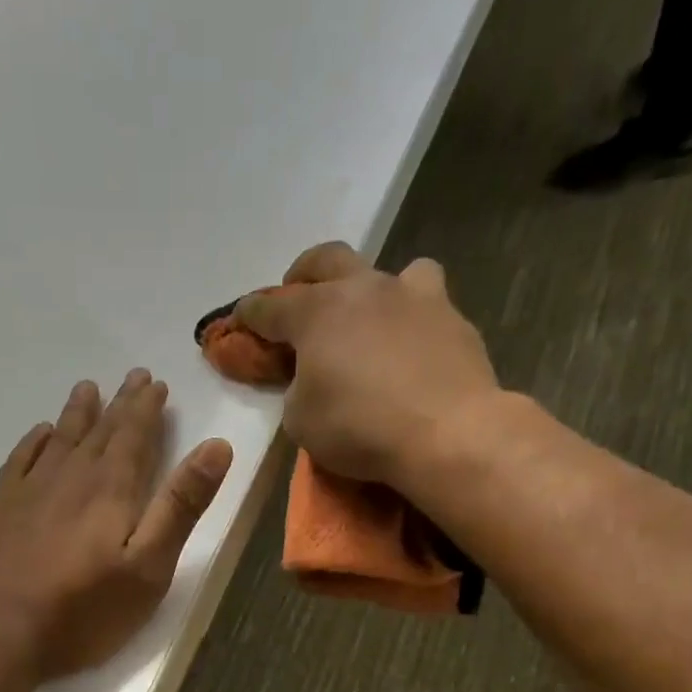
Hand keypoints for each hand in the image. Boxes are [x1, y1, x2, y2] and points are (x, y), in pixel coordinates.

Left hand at [0, 370, 233, 679]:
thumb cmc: (82, 609)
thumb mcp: (148, 567)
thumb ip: (181, 507)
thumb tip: (217, 446)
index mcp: (111, 489)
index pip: (136, 436)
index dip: (148, 409)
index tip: (156, 384)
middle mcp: (70, 477)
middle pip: (100, 430)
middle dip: (121, 404)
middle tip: (133, 376)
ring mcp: (29, 491)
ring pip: (60, 438)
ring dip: (78, 413)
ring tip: (88, 389)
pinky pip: (20, 460)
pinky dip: (34, 441)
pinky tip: (38, 434)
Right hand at [235, 242, 499, 485]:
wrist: (448, 432)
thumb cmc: (360, 427)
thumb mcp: (302, 421)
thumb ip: (297, 391)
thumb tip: (310, 380)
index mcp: (316, 313)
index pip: (269, 307)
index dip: (249, 315)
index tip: (239, 320)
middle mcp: (362, 289)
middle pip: (326, 259)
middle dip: (303, 274)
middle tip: (297, 294)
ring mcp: (412, 296)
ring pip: (387, 270)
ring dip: (369, 289)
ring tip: (369, 318)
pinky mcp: (452, 317)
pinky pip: (427, 301)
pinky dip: (412, 317)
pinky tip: (413, 344)